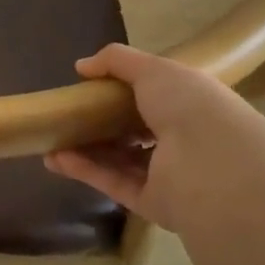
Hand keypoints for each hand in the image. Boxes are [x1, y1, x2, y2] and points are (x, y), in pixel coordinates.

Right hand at [43, 43, 264, 231]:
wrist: (213, 165)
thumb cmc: (189, 106)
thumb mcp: (154, 69)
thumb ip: (117, 61)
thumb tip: (81, 66)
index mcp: (190, 105)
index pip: (156, 97)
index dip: (124, 91)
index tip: (91, 86)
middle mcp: (182, 140)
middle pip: (134, 131)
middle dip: (100, 124)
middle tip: (66, 116)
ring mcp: (168, 174)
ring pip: (120, 160)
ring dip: (86, 149)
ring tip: (51, 140)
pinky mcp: (153, 203)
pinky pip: (114, 183)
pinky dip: (85, 170)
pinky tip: (56, 158)